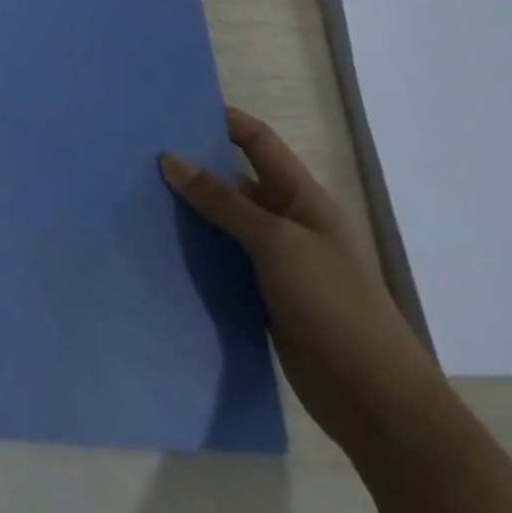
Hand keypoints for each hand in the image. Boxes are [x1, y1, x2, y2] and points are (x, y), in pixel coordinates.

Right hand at [160, 109, 455, 460]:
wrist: (377, 403)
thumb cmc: (335, 306)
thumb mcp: (276, 243)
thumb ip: (222, 201)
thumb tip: (169, 159)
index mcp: (305, 200)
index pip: (258, 142)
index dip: (222, 120)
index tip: (171, 109)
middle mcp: (289, 223)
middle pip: (234, 180)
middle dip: (192, 165)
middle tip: (137, 153)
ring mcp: (277, 261)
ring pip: (222, 221)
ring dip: (187, 210)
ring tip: (134, 193)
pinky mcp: (262, 294)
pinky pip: (220, 258)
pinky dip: (193, 248)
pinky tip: (156, 243)